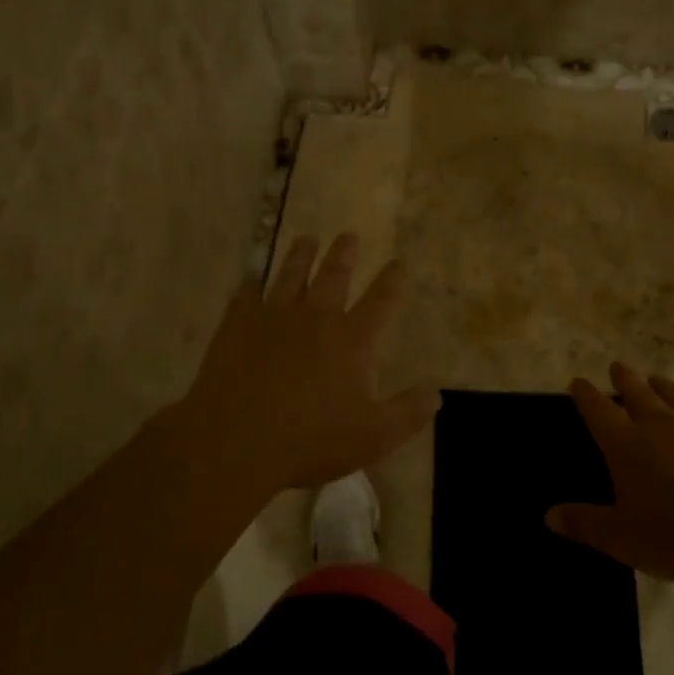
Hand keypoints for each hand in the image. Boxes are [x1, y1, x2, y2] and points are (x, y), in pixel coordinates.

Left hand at [178, 233, 439, 492]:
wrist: (237, 439)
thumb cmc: (311, 440)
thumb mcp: (373, 437)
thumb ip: (408, 413)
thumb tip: (436, 392)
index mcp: (352, 341)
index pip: (380, 302)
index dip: (392, 281)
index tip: (399, 262)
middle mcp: (316, 318)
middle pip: (333, 276)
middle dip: (344, 253)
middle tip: (348, 234)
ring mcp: (274, 318)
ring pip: (290, 275)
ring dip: (300, 255)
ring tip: (307, 238)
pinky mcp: (238, 325)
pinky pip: (246, 294)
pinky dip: (251, 282)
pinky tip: (251, 275)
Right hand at [547, 364, 673, 584]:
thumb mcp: (621, 538)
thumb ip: (585, 524)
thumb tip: (549, 515)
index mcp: (627, 444)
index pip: (598, 410)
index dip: (585, 394)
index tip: (577, 382)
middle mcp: (661, 425)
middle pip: (638, 393)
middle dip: (624, 379)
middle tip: (617, 367)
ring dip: (665, 387)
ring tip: (657, 380)